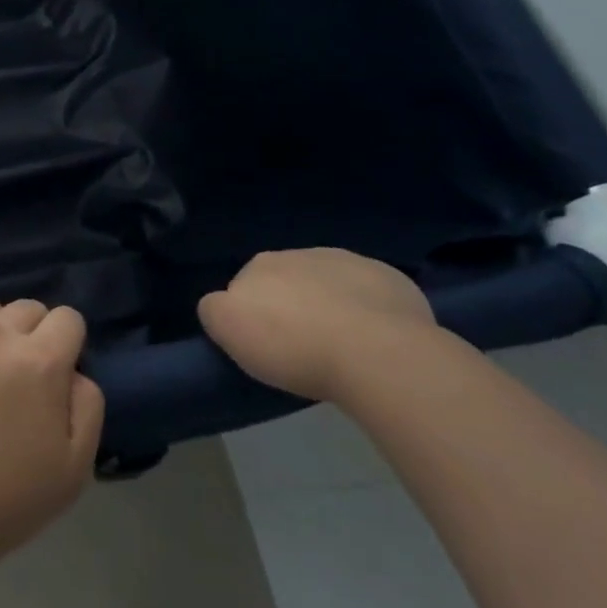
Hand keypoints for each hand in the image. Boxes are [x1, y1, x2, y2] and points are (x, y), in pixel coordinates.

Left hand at [0, 299, 105, 568]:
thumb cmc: (4, 500)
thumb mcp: (74, 467)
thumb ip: (87, 403)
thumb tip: (73, 369)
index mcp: (39, 361)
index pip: (66, 319)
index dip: (65, 344)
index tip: (52, 372)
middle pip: (25, 309)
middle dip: (28, 337)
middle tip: (12, 378)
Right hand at [198, 248, 436, 401]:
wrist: (375, 353)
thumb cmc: (293, 345)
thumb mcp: (229, 330)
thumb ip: (215, 310)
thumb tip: (223, 305)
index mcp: (260, 263)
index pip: (246, 285)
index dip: (254, 315)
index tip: (267, 345)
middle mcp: (302, 253)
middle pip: (290, 281)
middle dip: (293, 305)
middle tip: (303, 347)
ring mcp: (349, 262)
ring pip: (331, 283)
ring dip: (331, 304)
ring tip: (343, 345)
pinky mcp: (391, 279)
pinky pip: (372, 293)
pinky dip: (370, 309)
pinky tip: (376, 338)